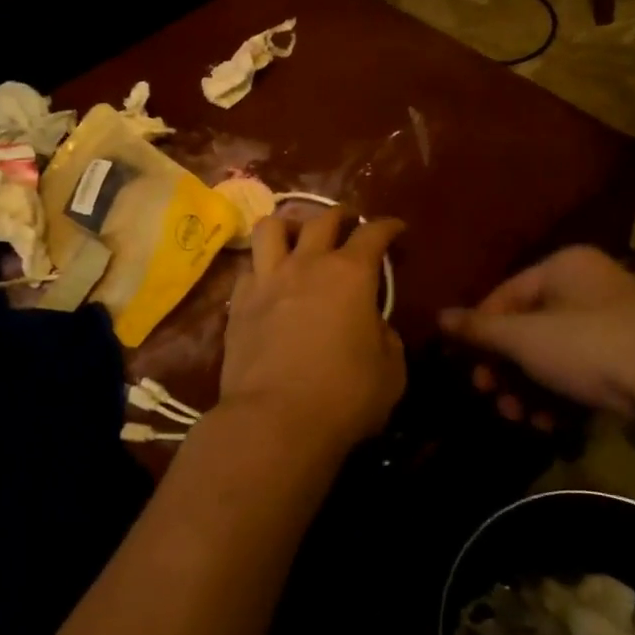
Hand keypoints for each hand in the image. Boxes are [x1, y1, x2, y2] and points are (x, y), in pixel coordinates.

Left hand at [218, 210, 407, 456]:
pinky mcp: (238, 303)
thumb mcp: (390, 370)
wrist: (275, 420)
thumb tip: (372, 325)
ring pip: (270, 227)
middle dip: (340, 215)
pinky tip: (269, 282)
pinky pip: (248, 268)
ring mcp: (267, 280)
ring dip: (289, 225)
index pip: (372, 233)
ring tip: (297, 237)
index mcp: (350, 274)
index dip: (387, 226)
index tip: (395, 228)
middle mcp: (307, 264)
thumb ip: (385, 337)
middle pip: (321, 219)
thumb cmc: (344, 396)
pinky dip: (262, 267)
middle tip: (348, 223)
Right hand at [438, 246, 634, 445]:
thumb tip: (439, 317)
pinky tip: (551, 424)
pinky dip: (562, 394)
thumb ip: (478, 328)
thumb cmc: (590, 349)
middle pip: (529, 327)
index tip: (468, 369)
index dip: (481, 333)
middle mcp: (592, 285)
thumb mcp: (523, 339)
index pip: (505, 294)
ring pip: (554, 353)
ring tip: (520, 418)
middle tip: (491, 398)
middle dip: (506, 368)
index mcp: (566, 266)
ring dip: (529, 388)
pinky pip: (584, 370)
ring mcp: (618, 321)